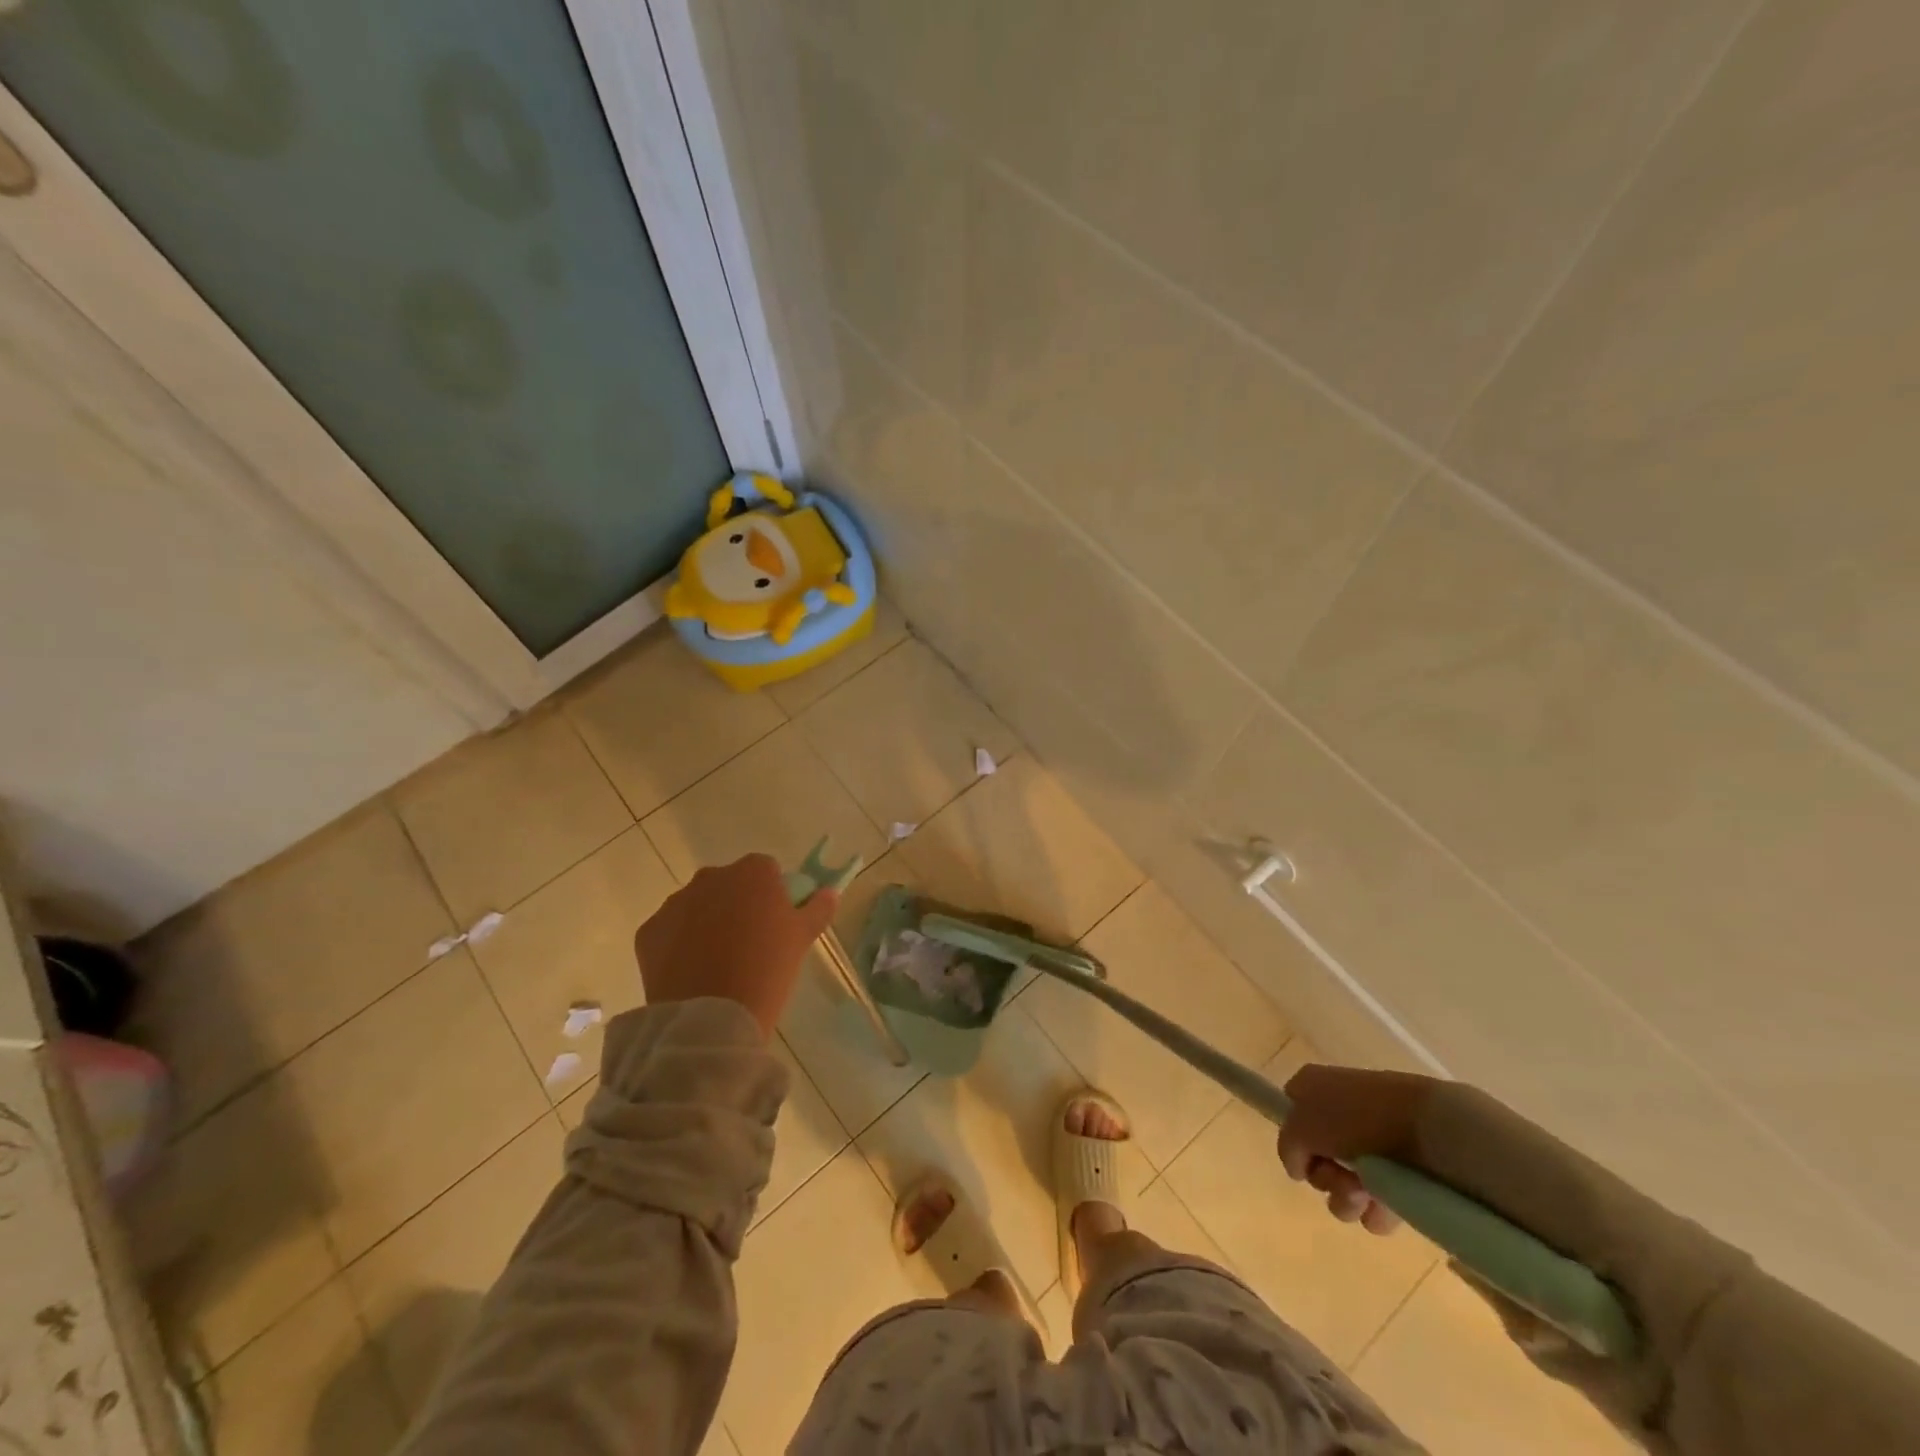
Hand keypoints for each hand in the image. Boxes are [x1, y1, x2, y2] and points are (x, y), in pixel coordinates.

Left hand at [634, 854, 839, 1038]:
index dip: (773, 895)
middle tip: (750, 945)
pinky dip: (679, 945)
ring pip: (697, 906)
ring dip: (707, 923)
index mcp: (752, 872)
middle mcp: (711, 877)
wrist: (711, 1019)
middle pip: (729, 885)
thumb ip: (818, 908)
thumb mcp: (802, 939)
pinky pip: (670, 932)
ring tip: (719, 963)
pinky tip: (692, 973)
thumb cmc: (767, 970)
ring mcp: (675, 903)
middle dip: (737, 905)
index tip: (776, 924)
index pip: (767, 871)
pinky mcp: (648, 931)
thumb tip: (830, 892)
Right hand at [1277, 1063, 1442, 1235]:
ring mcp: (1375, 1141)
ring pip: (1345, 1182)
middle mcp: (1343, 1110)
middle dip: (1324, 1176)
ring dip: (1346, 1197)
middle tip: (1338, 1178)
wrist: (1431, 1128)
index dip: (1293, 1136)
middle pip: (1317, 1154)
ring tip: (1364, 1196)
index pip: (1291, 1109)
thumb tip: (1298, 1167)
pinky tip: (1383, 1209)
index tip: (1302, 1156)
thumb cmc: (1356, 1117)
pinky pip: (1378, 1200)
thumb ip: (1287, 1147)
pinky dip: (1375, 1210)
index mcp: (1317, 1086)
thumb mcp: (1302, 1126)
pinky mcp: (1404, 1170)